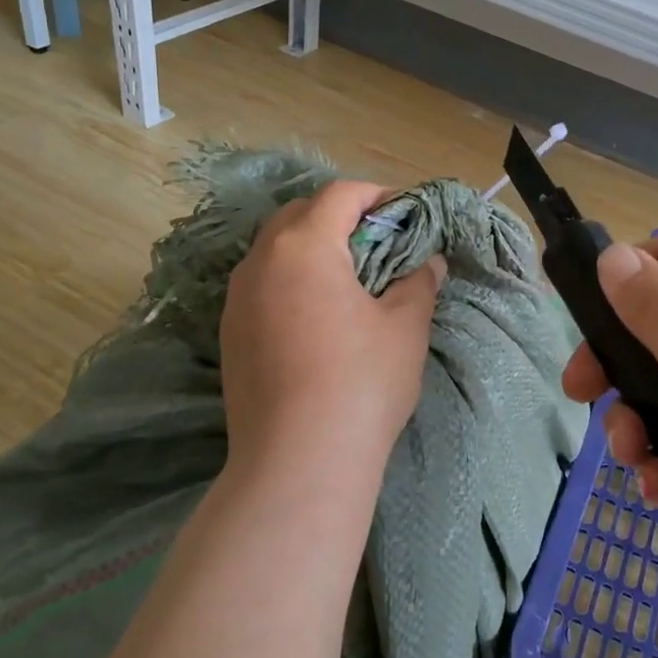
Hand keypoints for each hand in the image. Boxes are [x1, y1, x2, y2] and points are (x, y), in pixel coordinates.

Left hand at [221, 181, 444, 500]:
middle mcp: (260, 261)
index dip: (377, 195)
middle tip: (379, 244)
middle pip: (299, 214)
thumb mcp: (405, 326)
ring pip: (275, 250)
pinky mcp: (229, 335)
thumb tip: (428, 263)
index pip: (339, 195)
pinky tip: (318, 315)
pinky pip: (262, 285)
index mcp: (304, 246)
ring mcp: (236, 299)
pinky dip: (291, 280)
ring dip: (312, 248)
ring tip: (349, 279)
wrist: (297, 463)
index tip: (405, 215)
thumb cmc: (361, 382)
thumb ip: (418, 282)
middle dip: (340, 217)